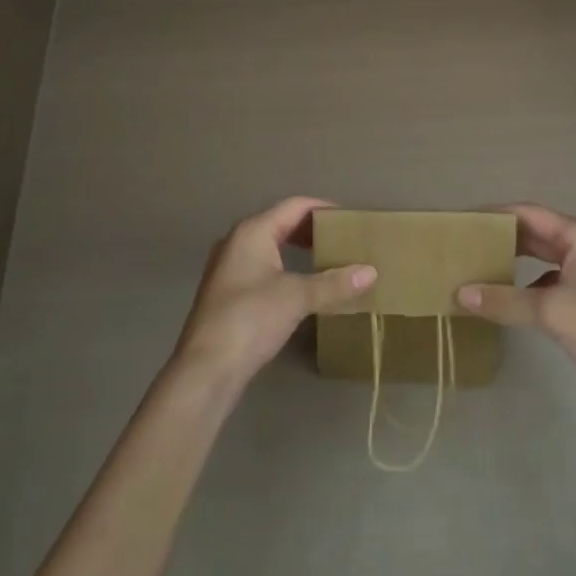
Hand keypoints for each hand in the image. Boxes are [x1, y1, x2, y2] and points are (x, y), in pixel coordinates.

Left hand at [172, 197, 376, 393]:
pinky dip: (286, 268)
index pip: (295, 206)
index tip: (351, 219)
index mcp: (253, 230)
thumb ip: (333, 283)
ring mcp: (229, 267)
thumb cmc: (250, 319)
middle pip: (282, 223)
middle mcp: (238, 241)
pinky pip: (263, 267)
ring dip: (299, 251)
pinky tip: (301, 287)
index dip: (324, 209)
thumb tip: (371, 272)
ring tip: (328, 262)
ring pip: (271, 247)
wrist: (205, 369)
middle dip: (313, 230)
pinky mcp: (227, 293)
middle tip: (344, 241)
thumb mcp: (296, 297)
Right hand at [458, 203, 575, 427]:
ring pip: (541, 258)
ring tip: (478, 265)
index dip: (495, 213)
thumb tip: (460, 294)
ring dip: (512, 260)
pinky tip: (506, 298)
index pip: (527, 213)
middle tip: (465, 242)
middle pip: (534, 233)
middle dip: (501, 236)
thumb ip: (505, 300)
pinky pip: (547, 281)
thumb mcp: (552, 312)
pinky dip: (525, 285)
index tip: (463, 219)